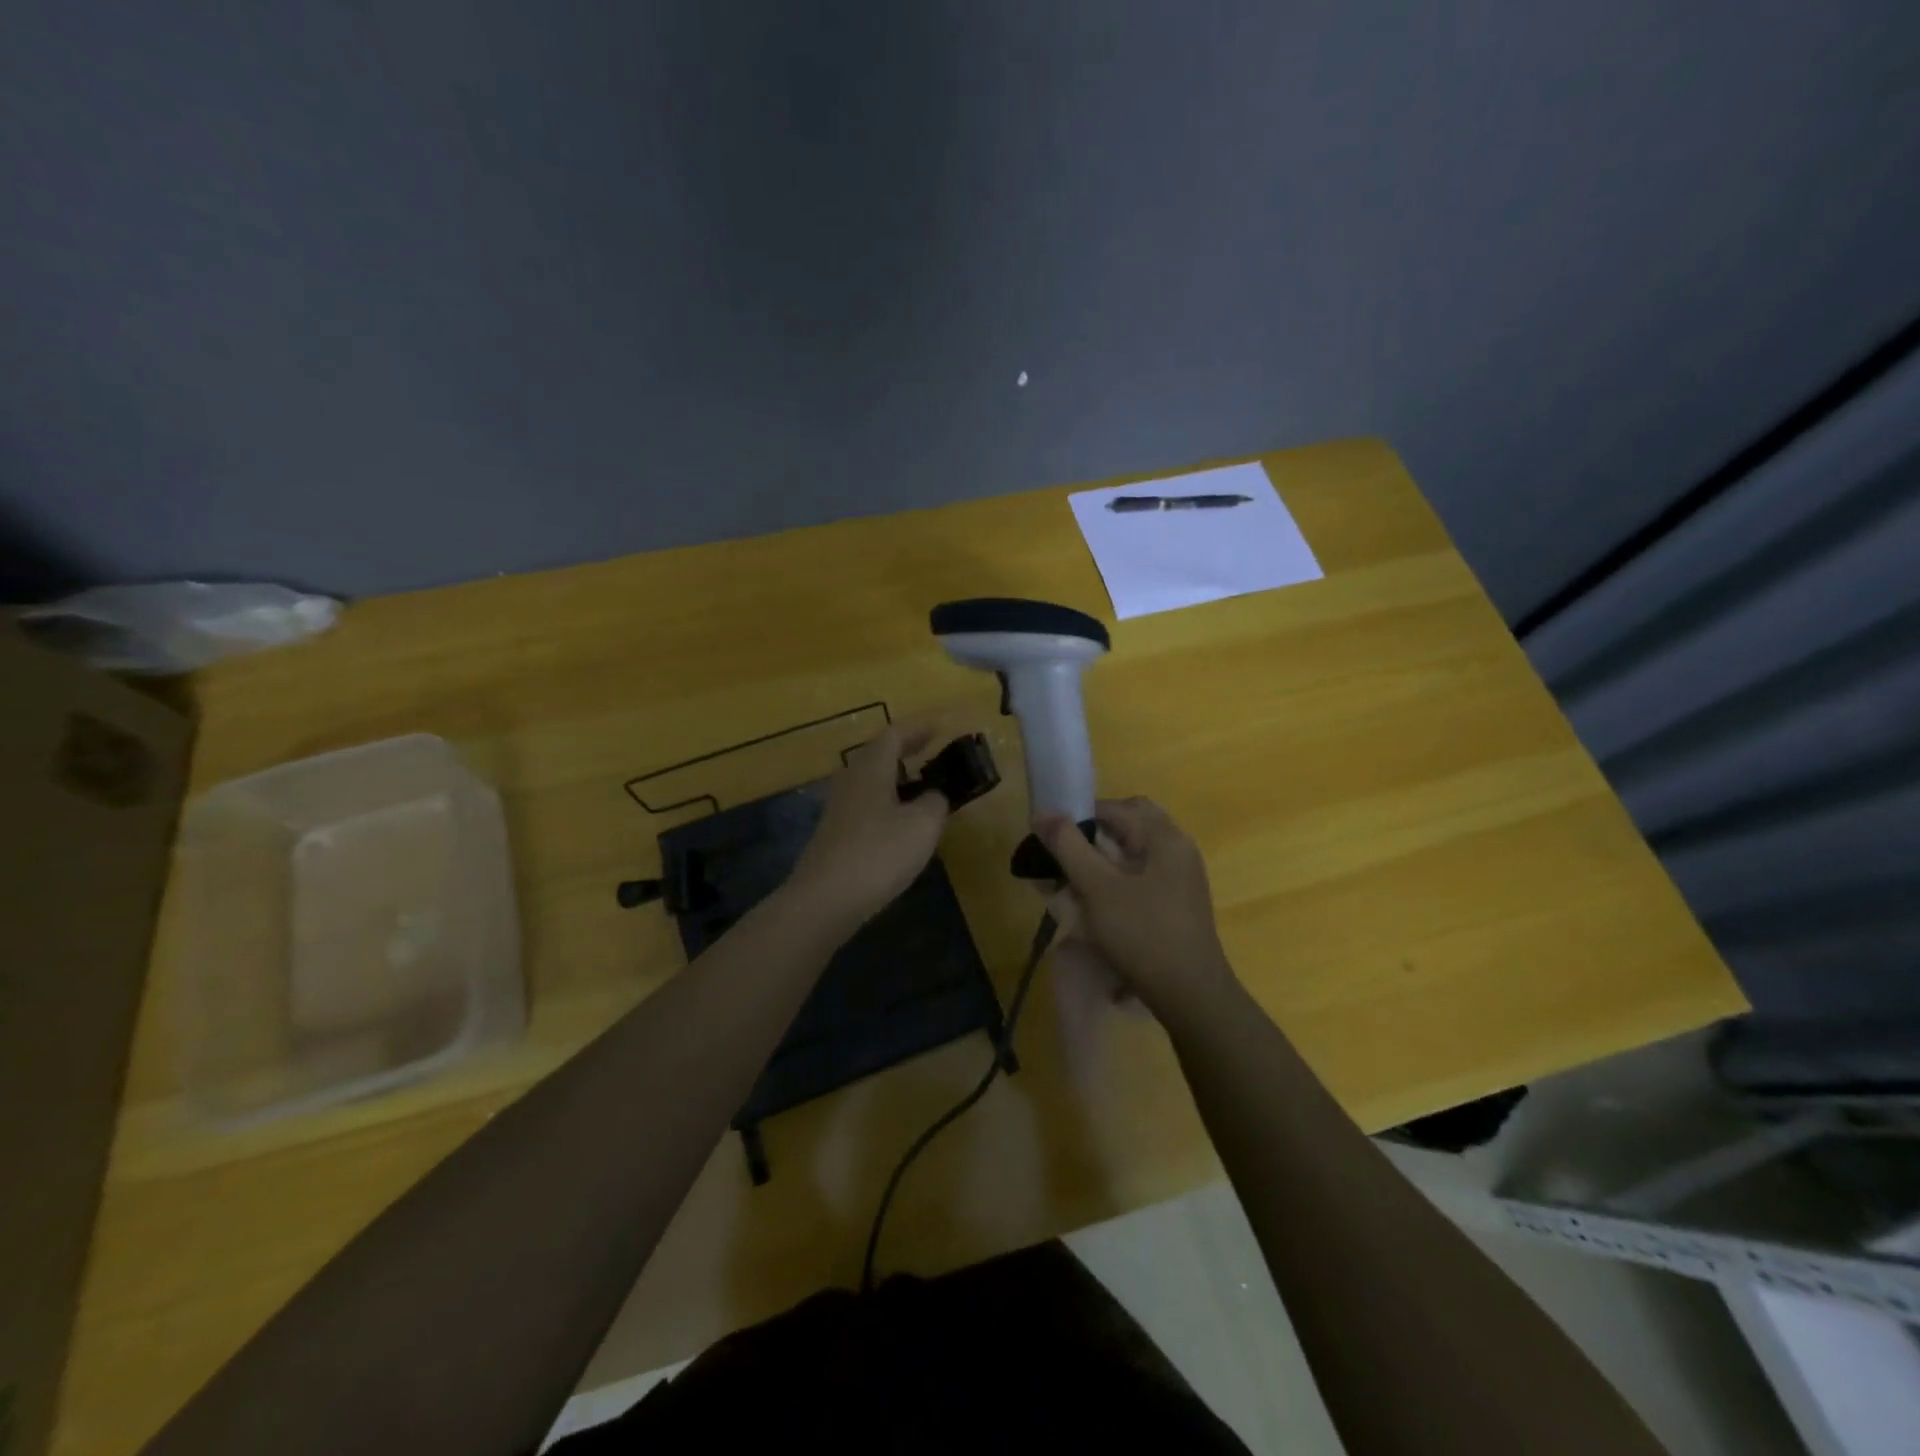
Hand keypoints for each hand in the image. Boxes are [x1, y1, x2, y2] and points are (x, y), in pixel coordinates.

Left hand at [787, 724, 950, 932]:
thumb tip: (934, 795)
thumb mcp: (923, 824)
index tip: (943, 726)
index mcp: (871, 768)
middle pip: (879, 753)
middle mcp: (851, 780)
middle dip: (907, 748)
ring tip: (922, 784)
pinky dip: (888, 800)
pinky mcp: (836, 834)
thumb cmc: (879, 853)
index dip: (920, 727)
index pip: (895, 733)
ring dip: (896, 775)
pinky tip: (902, 821)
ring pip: (871, 779)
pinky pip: (867, 804)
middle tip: (933, 748)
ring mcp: (839, 808)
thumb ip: (935, 801)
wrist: (825, 900)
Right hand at [1036, 797, 1239, 1019]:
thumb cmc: (1142, 933)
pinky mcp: (1177, 901)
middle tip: (1066, 858)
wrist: (1190, 994)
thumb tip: (1043, 813)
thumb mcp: (1097, 888)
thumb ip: (1069, 846)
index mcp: (1164, 837)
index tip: (1051, 839)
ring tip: (1074, 883)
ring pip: (1134, 851)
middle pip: (1128, 825)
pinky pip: (1141, 875)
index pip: (1115, 807)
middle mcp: (1177, 848)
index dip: (1079, 816)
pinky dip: (1116, 879)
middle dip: (1093, 836)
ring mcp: (1181, 876)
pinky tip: (1097, 903)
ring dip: (1102, 859)